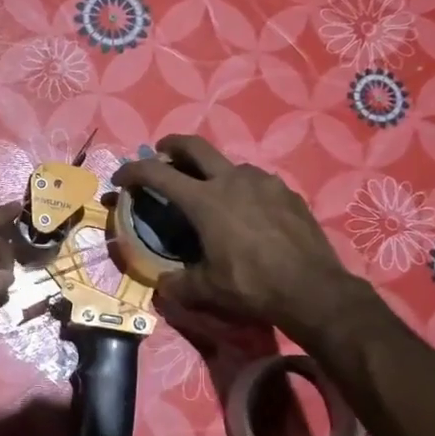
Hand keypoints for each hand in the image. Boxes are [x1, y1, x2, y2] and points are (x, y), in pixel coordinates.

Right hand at [113, 136, 363, 339]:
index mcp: (205, 200)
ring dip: (212, 171)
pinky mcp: (287, 192)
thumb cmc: (252, 286)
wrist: (314, 290)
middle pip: (194, 146)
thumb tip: (163, 283)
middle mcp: (232, 180)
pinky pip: (256, 182)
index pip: (158, 174)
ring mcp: (263, 182)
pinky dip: (241, 188)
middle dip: (172, 145)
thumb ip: (178, 283)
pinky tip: (247, 211)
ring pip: (229, 164)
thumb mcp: (207, 289)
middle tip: (162, 152)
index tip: (121, 177)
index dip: (133, 171)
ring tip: (211, 192)